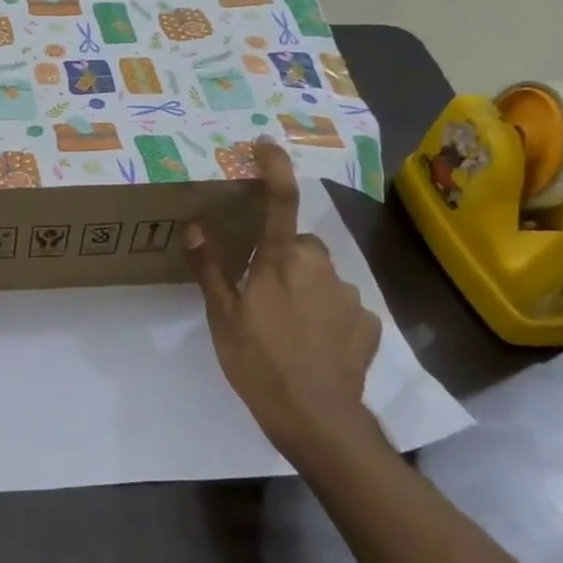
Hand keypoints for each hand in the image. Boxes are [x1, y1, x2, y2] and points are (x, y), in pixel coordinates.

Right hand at [184, 137, 383, 456]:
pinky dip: (327, 314)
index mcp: (280, 261)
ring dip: (305, 286)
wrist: (315, 417)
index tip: (266, 145)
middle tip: (262, 289)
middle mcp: (319, 267)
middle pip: (301, 244)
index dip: (274, 167)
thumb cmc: (258, 362)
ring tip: (286, 325)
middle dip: (284, 255)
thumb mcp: (222, 316)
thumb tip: (194, 224)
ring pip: (322, 275)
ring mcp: (348, 295)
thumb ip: (210, 267)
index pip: (280, 200)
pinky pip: (341, 305)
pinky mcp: (368, 323)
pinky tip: (314, 343)